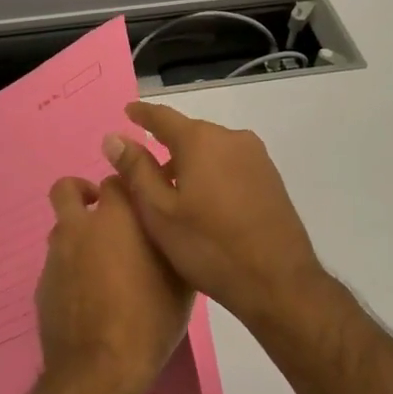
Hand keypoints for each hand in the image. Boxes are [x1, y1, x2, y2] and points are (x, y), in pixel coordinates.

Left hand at [36, 175, 194, 393]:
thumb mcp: (180, 282)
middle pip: (67, 189)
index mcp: (117, 218)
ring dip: (78, 235)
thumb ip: (171, 244)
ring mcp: (56, 257)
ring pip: (61, 229)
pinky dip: (70, 270)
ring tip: (101, 264)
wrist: (99, 369)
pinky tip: (89, 297)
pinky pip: (57, 265)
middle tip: (105, 216)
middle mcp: (80, 228)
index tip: (139, 202)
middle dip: (83, 193)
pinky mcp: (41, 285)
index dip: (127, 187)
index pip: (116, 179)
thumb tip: (172, 230)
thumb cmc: (150, 320)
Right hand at [101, 102, 327, 330]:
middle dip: (166, 147)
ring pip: (212, 150)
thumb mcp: (160, 212)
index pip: (163, 117)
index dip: (142, 115)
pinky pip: (231, 165)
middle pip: (189, 134)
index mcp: (201, 140)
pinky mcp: (271, 178)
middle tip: (143, 172)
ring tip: (172, 194)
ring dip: (190, 164)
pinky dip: (212, 174)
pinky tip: (205, 203)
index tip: (127, 112)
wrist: (277, 281)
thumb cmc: (209, 247)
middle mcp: (232, 138)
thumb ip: (136, 170)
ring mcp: (257, 157)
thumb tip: (114, 138)